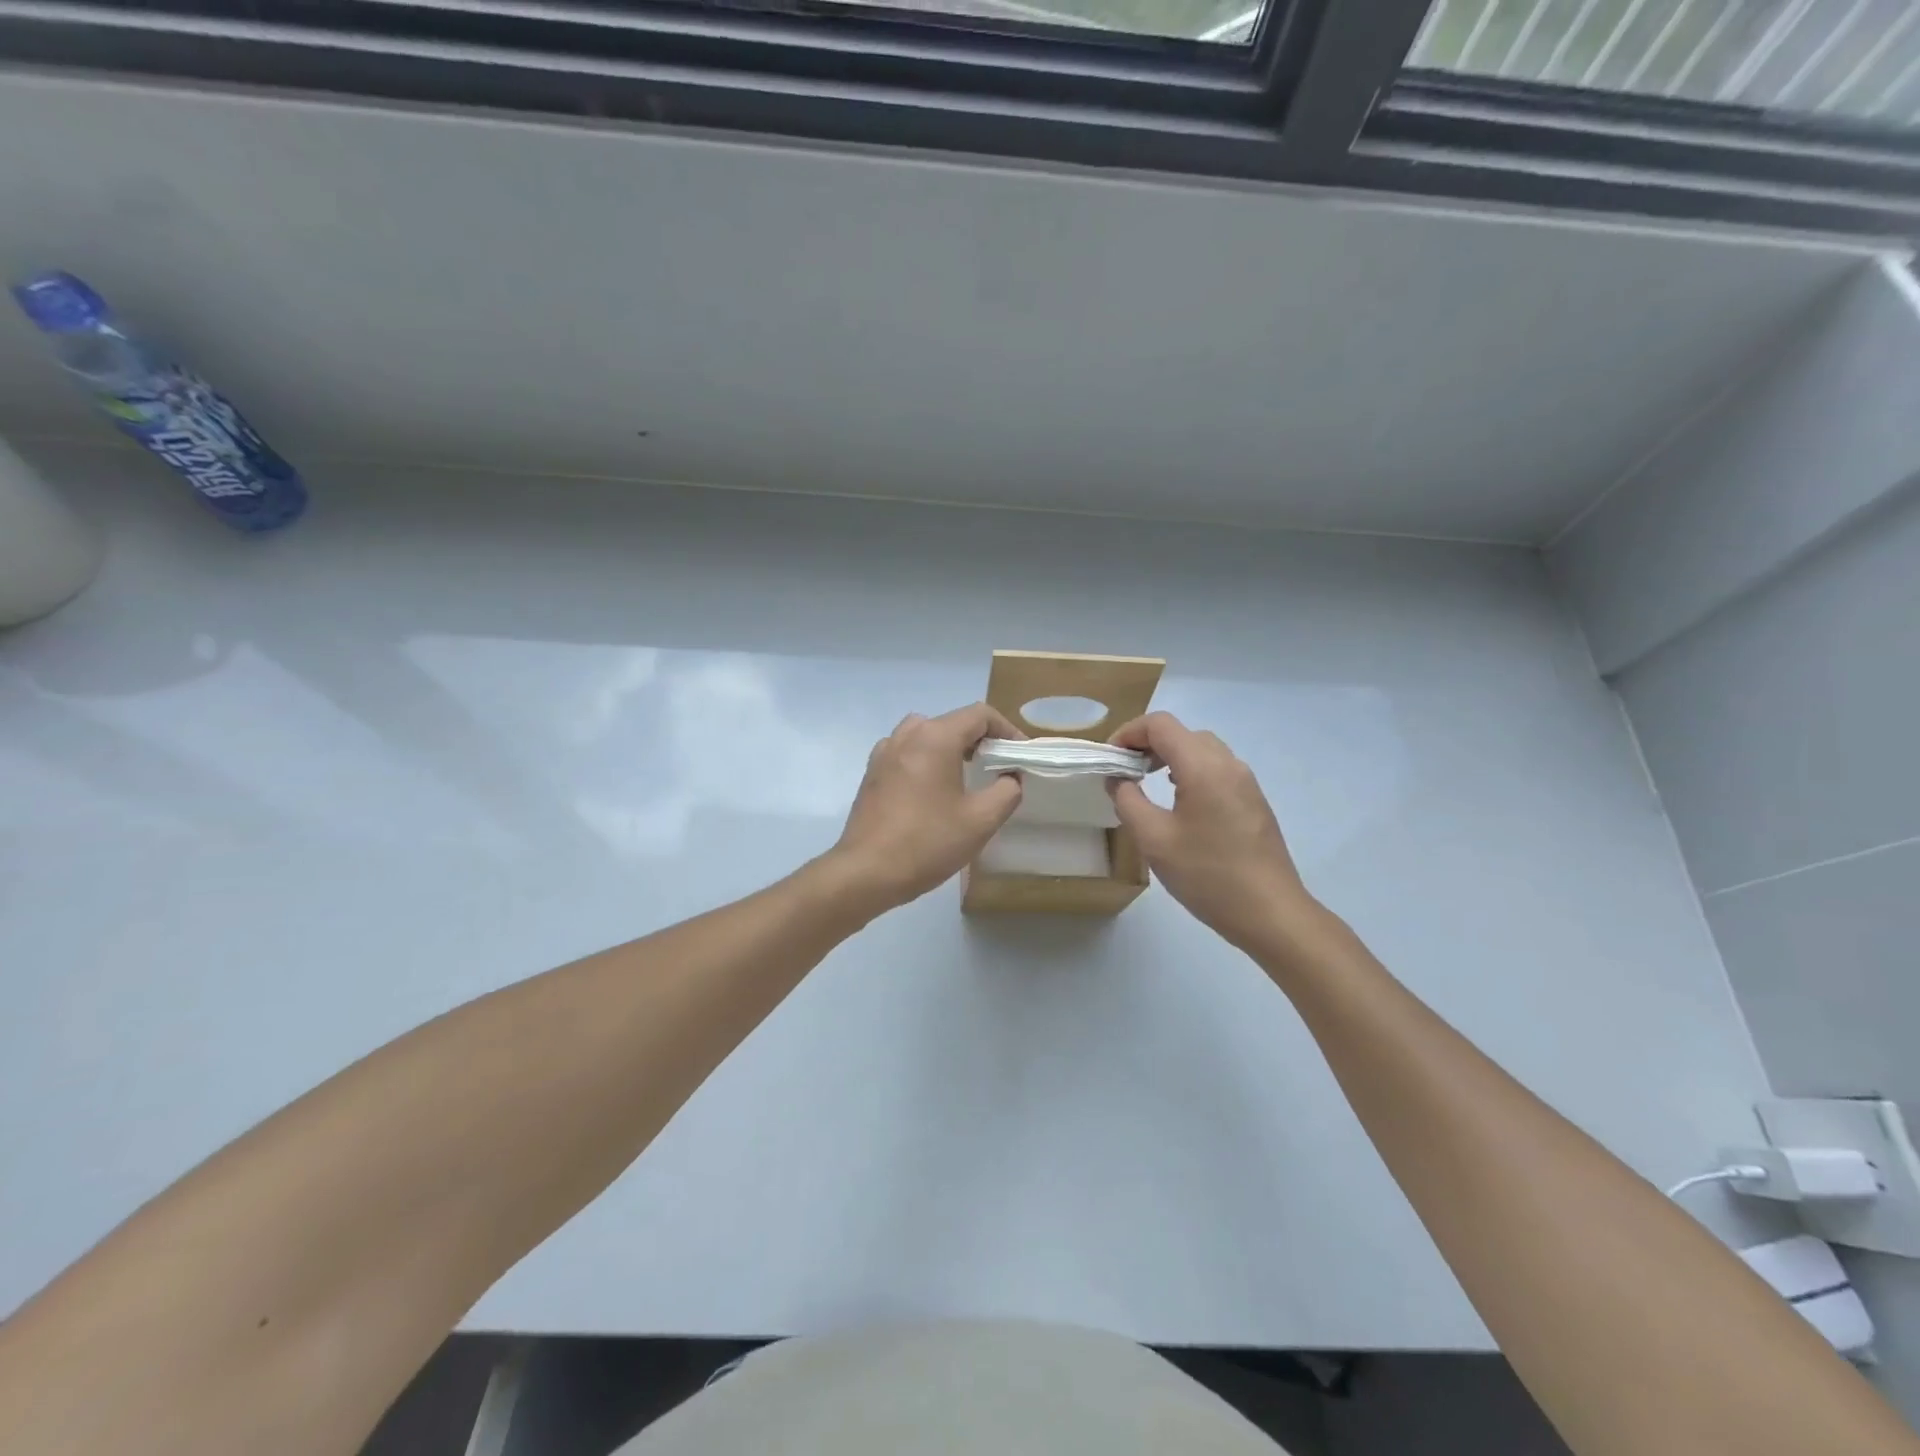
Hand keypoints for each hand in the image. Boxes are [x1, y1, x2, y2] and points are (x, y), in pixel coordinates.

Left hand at [829, 704, 1024, 911]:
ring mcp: (884, 752)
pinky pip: (906, 752)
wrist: (866, 872)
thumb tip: (1010, 777)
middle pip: (952, 721)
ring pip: (926, 734)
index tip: (1019, 755)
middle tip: (998, 766)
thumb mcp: (981, 820)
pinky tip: (932, 790)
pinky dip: (926, 759)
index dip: (1007, 730)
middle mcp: (907, 735)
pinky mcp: (872, 773)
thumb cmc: (928, 842)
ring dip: (951, 746)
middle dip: (980, 738)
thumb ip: (1007, 791)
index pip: (980, 715)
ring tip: (966, 774)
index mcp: (935, 738)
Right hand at [1108, 712, 1319, 952]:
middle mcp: (1228, 764)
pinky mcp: (1254, 801)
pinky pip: (1216, 770)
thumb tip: (1118, 780)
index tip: (1110, 759)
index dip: (1128, 733)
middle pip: (1182, 733)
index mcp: (1203, 767)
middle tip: (1124, 772)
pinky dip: (1190, 771)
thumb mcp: (1154, 840)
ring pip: (1201, 750)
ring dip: (1169, 756)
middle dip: (1147, 744)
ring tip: (1146, 783)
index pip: (1160, 725)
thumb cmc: (1207, 875)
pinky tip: (1179, 802)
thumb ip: (1128, 801)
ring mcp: (1246, 782)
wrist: (1270, 913)